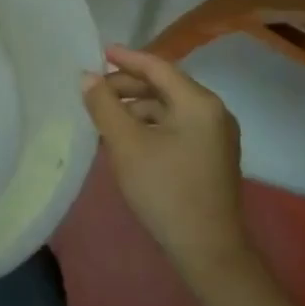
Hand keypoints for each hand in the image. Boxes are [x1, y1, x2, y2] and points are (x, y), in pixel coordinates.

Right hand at [83, 45, 256, 287]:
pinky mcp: (212, 157)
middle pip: (164, 86)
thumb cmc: (165, 191)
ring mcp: (216, 136)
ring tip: (104, 117)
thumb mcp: (126, 144)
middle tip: (94, 91)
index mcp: (198, 102)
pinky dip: (150, 125)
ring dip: (136, 108)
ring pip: (168, 108)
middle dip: (127, 86)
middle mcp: (213, 111)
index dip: (125, 58)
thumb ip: (104, 105)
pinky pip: (176, 127)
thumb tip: (87, 77)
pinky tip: (126, 138)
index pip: (157, 67)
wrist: (209, 253)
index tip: (98, 52)